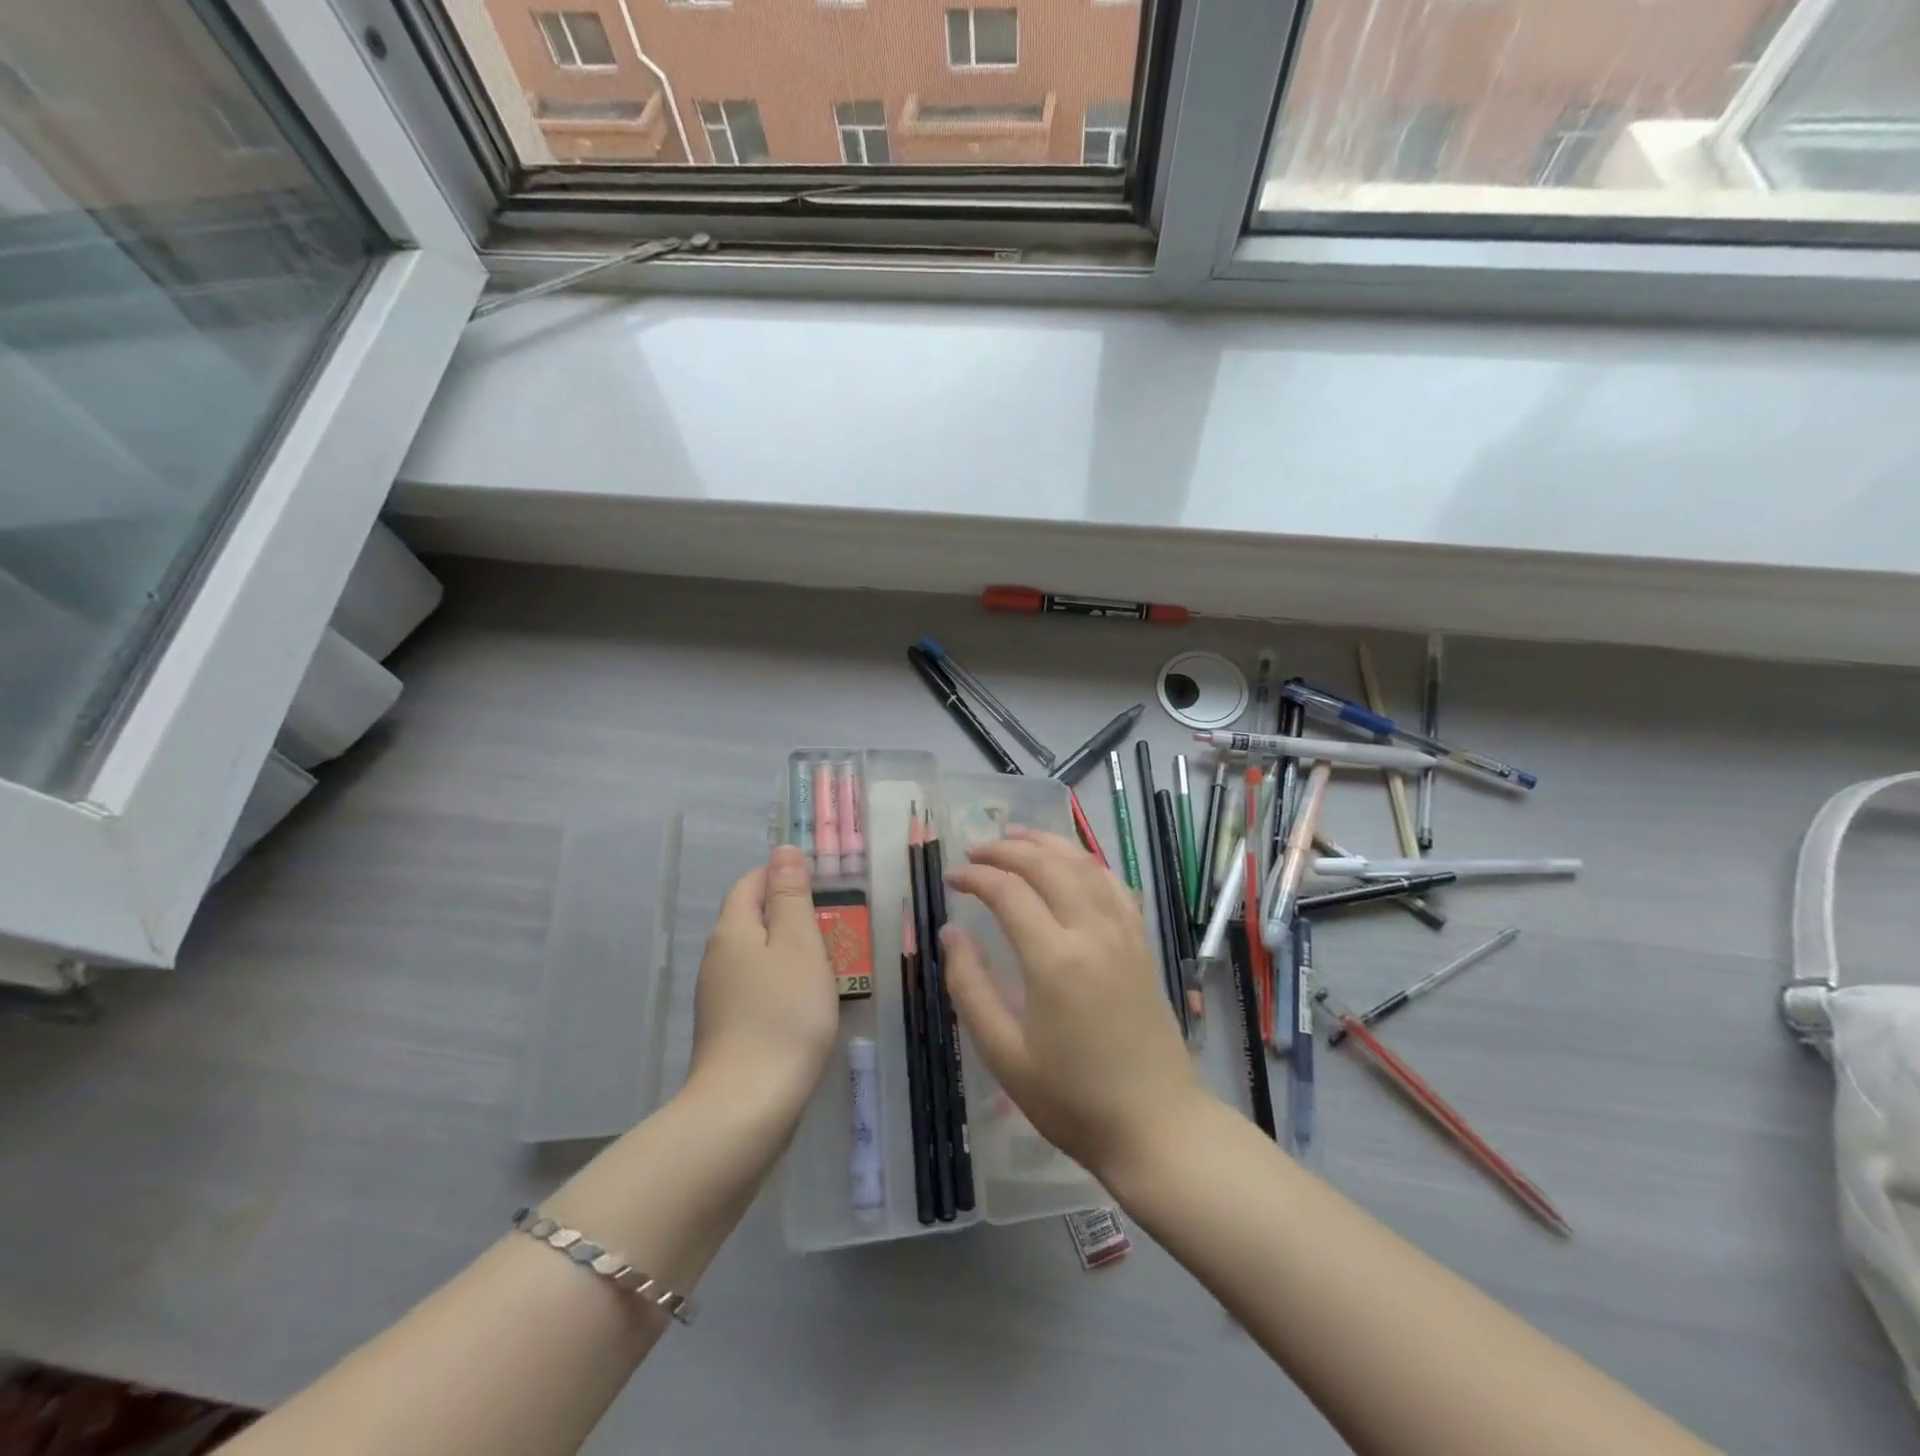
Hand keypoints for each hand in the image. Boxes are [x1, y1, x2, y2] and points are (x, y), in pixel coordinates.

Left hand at [687, 845, 838, 1126]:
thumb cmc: (783, 1014)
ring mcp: (719, 999)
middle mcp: (717, 959)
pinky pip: (757, 990)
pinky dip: (783, 984)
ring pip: (757, 957)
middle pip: (752, 920)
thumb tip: (782, 851)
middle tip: (836, 924)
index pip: (751, 884)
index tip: (822, 884)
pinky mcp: (728, 1031)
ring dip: (790, 952)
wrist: (748, 1107)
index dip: (782, 875)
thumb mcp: (798, 944)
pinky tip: (806, 1004)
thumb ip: (791, 896)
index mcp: (733, 931)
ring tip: (830, 963)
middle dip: (791, 914)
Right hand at [942, 828, 1205, 1185]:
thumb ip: (970, 988)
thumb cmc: (1072, 1099)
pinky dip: (1087, 862)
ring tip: (1017, 836)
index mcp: (1055, 960)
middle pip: (1047, 865)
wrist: (1156, 1126)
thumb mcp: (1004, 1055)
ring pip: (1085, 864)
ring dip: (1048, 843)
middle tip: (975, 850)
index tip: (952, 878)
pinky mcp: (1142, 944)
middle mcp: (1093, 932)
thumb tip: (951, 933)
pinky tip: (1071, 864)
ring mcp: (1124, 934)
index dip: (976, 876)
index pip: (1009, 891)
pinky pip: (1114, 884)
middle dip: (1007, 848)